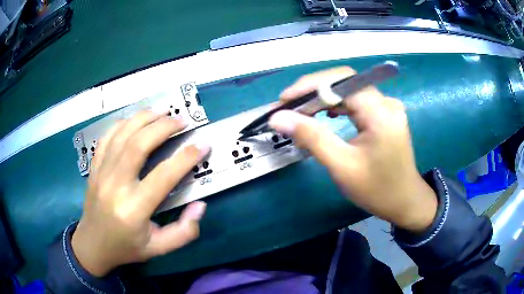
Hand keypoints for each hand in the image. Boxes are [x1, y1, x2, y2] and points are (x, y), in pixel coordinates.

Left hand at [72, 111, 210, 276]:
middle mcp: (115, 185)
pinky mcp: (94, 167)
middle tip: (182, 121)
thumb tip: (200, 206)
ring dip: (144, 118)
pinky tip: (135, 120)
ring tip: (163, 111)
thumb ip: (184, 232)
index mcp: (133, 209)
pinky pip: (107, 137)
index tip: (203, 144)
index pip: (163, 176)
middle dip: (164, 127)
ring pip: (122, 134)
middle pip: (139, 144)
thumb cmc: (126, 248)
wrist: (92, 245)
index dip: (186, 157)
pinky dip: (122, 124)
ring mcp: (101, 173)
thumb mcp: (159, 249)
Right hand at [269, 67, 436, 232]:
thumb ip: (311, 137)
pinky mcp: (385, 115)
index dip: (310, 85)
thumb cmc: (377, 190)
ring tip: (302, 111)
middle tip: (288, 107)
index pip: (341, 81)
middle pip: (345, 82)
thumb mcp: (342, 166)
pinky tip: (326, 114)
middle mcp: (386, 102)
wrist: (404, 202)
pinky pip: (357, 100)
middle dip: (314, 91)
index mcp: (380, 112)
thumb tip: (278, 118)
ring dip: (324, 97)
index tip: (284, 100)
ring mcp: (388, 107)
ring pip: (350, 90)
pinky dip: (338, 104)